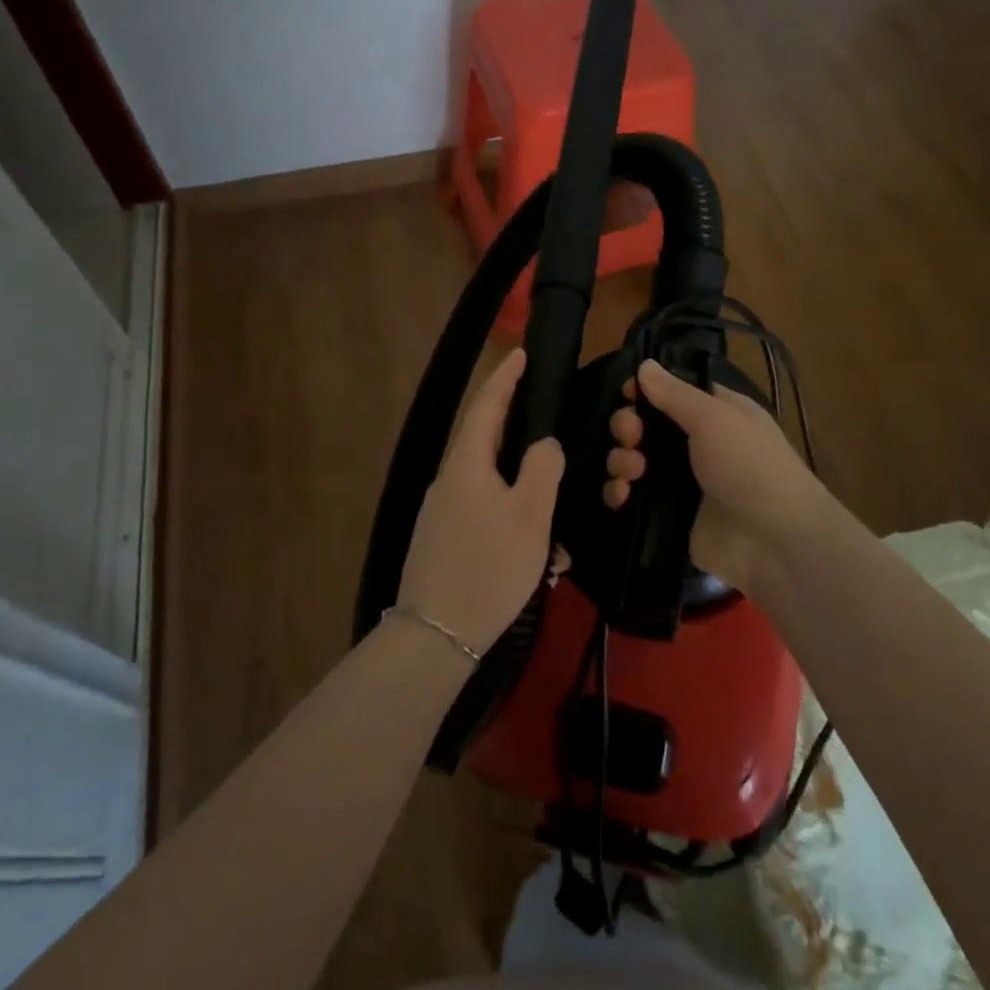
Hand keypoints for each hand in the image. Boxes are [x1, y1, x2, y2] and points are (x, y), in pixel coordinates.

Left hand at [399, 348, 565, 655]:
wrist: (436, 636)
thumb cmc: (488, 568)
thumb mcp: (529, 516)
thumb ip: (541, 470)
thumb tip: (544, 444)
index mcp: (467, 463)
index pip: (486, 405)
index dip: (505, 377)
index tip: (521, 353)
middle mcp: (449, 479)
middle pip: (485, 438)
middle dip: (516, 425)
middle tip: (546, 416)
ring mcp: (443, 511)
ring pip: (489, 479)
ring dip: (520, 483)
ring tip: (553, 499)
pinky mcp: (445, 538)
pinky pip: (484, 509)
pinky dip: (511, 513)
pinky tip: (535, 542)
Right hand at [604, 359, 834, 589]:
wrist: (774, 540)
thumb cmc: (750, 465)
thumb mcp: (714, 418)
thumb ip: (674, 393)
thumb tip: (644, 364)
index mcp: (714, 414)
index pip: (670, 393)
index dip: (645, 391)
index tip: (628, 394)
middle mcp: (695, 445)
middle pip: (644, 426)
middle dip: (628, 426)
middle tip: (631, 436)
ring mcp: (680, 483)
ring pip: (633, 461)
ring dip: (621, 460)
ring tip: (632, 470)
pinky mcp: (667, 516)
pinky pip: (631, 499)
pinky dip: (619, 493)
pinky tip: (622, 496)